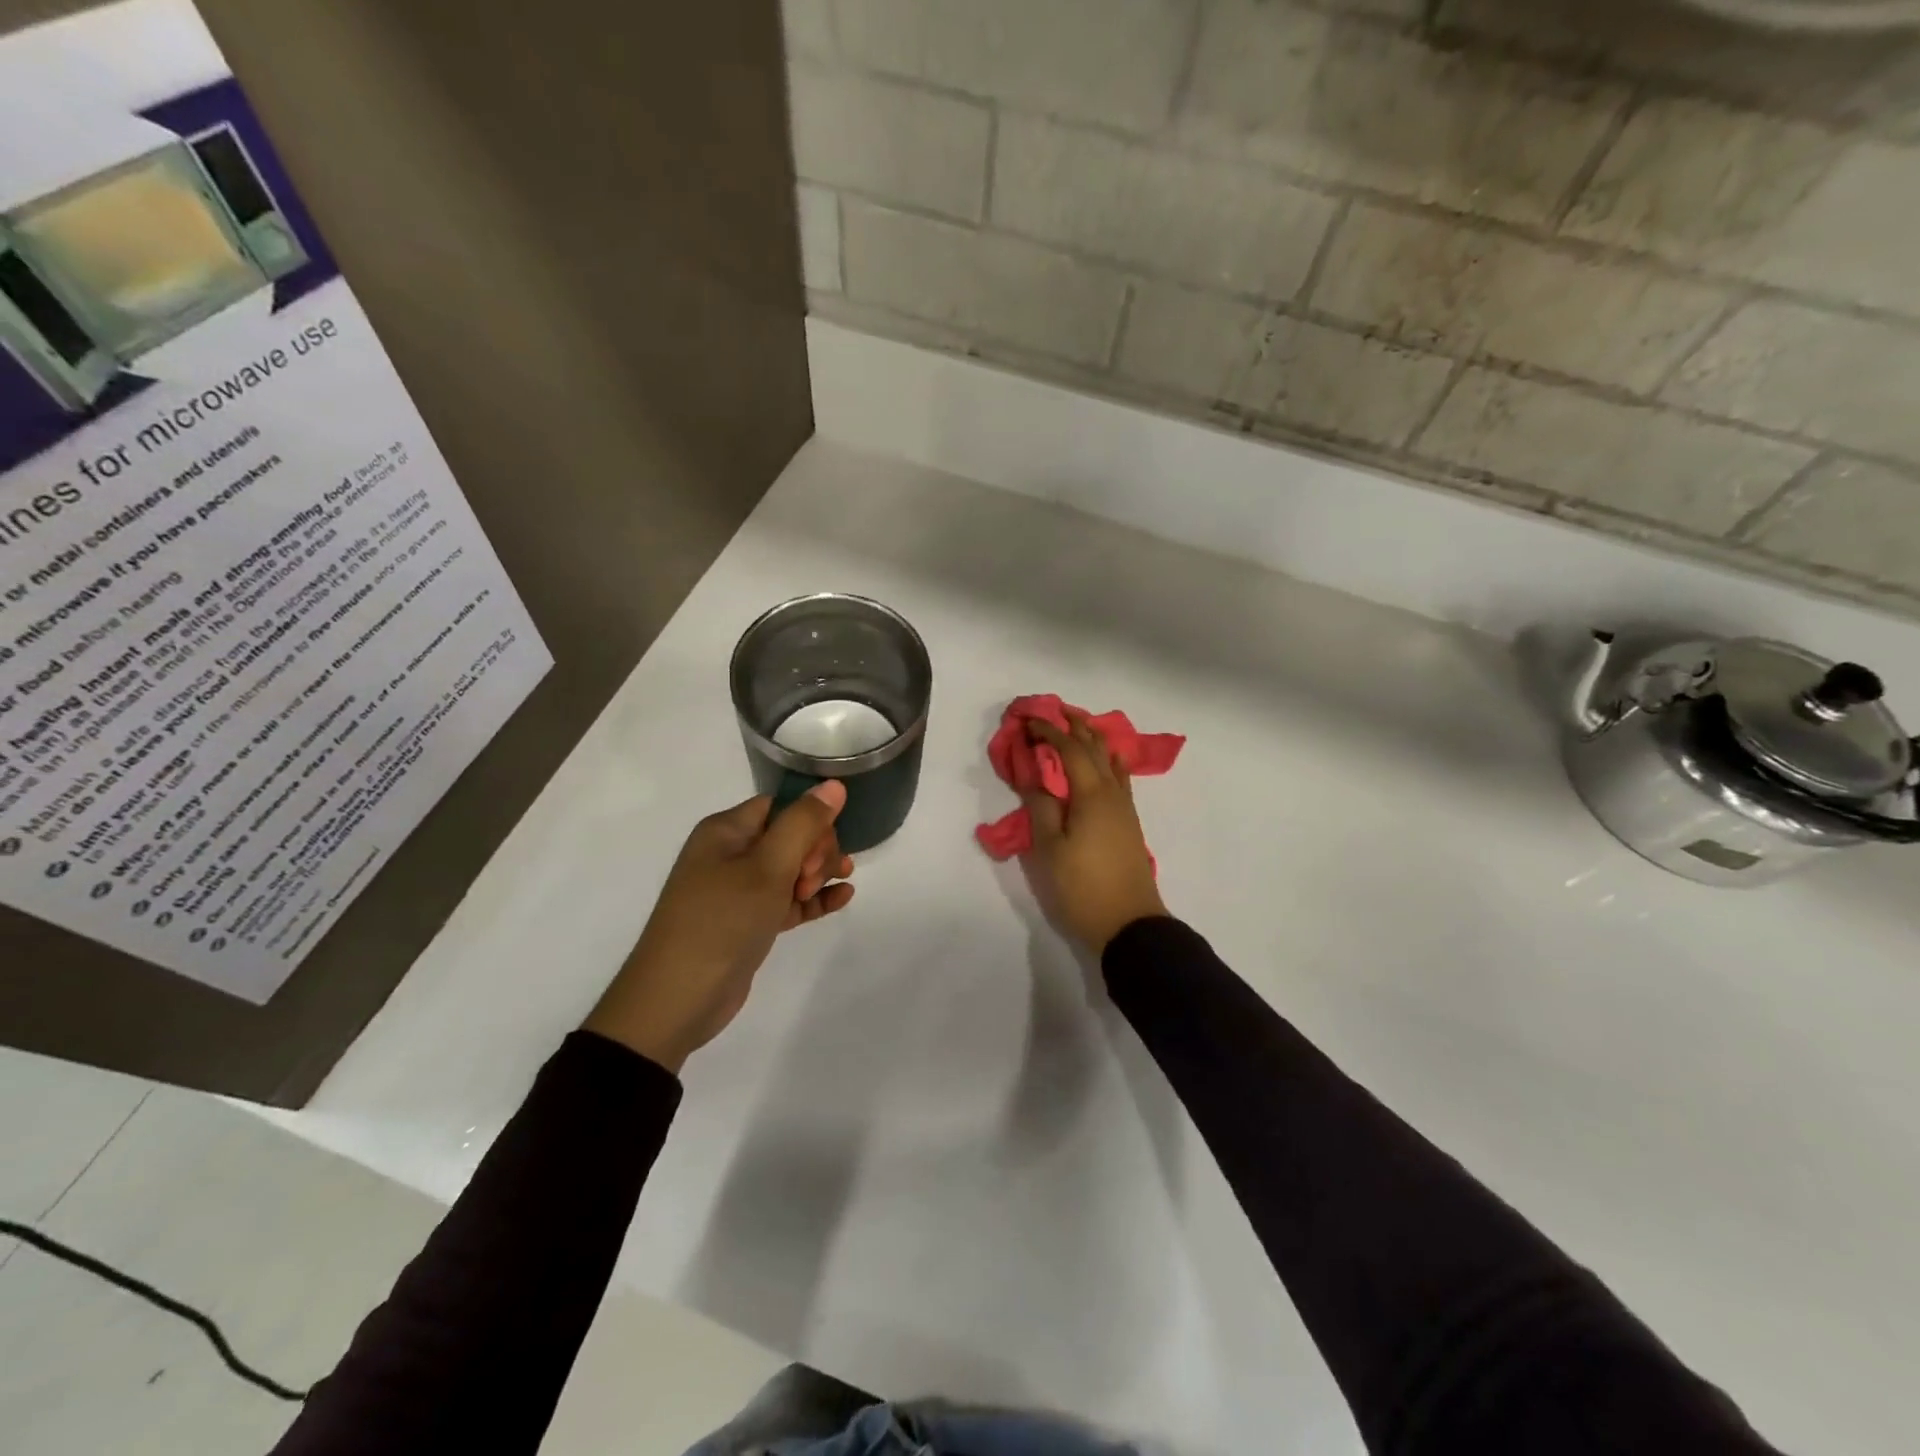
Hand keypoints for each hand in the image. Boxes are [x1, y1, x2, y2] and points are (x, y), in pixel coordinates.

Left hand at [585, 782, 854, 1072]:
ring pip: (791, 868)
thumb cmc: (722, 921)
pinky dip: (813, 899)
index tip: (823, 848)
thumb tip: (834, 785)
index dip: (809, 821)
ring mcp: (738, 891)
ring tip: (842, 885)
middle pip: (789, 835)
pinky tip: (843, 898)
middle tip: (812, 879)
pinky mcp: (748, 922)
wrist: (677, 999)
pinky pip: (788, 900)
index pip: (780, 806)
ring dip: (819, 873)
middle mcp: (730, 854)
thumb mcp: (767, 867)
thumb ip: (803, 824)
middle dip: (815, 851)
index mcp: (726, 831)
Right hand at [1022, 713, 1166, 955]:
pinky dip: (1107, 761)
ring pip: (1111, 761)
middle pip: (1095, 748)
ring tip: (1079, 727)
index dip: (1049, 732)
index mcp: (1092, 795)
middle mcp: (1112, 793)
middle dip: (1075, 726)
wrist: (1129, 924)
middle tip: (1056, 710)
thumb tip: (1034, 776)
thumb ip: (1041, 808)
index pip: (1069, 750)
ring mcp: (1125, 808)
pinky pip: (1119, 778)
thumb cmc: (1083, 887)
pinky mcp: (1129, 823)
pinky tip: (1106, 763)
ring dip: (1094, 740)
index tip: (1028, 721)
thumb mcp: (1050, 850)